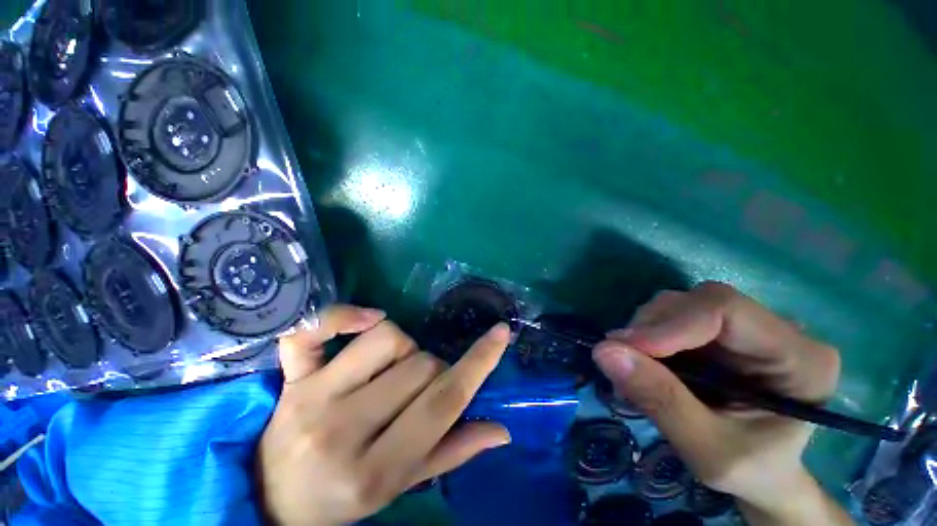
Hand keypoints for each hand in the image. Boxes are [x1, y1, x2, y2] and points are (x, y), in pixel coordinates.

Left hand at [257, 306, 511, 525]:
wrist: (271, 502)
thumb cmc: (341, 501)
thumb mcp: (399, 488)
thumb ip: (451, 453)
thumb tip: (501, 429)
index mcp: (375, 471)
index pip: (443, 403)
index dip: (478, 363)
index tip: (501, 333)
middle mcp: (342, 431)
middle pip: (419, 365)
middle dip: (432, 368)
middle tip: (418, 388)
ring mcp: (311, 398)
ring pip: (385, 338)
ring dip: (403, 347)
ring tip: (391, 368)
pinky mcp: (290, 378)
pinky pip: (313, 330)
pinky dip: (341, 315)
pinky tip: (366, 319)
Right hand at [593, 282, 852, 525]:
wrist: (764, 474)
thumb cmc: (750, 471)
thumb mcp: (706, 451)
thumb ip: (660, 401)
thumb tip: (603, 350)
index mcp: (802, 359)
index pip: (726, 311)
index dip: (669, 324)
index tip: (623, 348)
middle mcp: (779, 330)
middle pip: (700, 301)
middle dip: (652, 326)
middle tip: (620, 359)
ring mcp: (749, 327)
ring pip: (681, 304)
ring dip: (646, 330)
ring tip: (633, 366)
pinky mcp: (722, 331)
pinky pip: (673, 316)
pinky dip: (647, 335)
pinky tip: (644, 361)